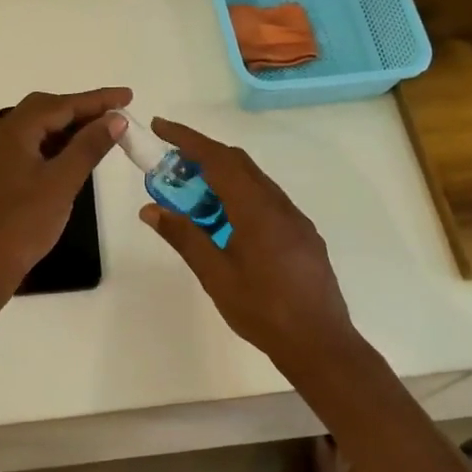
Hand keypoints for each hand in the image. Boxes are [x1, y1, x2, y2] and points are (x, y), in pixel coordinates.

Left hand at [0, 87, 131, 296]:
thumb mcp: (62, 183)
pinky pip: (25, 148)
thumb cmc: (22, 223)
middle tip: (114, 115)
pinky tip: (67, 158)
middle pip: (44, 110)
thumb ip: (89, 146)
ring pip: (33, 130)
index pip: (62, 104)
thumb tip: (114, 117)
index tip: (127, 96)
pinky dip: (50, 146)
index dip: (97, 99)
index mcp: (13, 130)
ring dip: (65, 128)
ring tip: (98, 134)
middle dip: (80, 110)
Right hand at [138, 117, 357, 361]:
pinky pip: (267, 200)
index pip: (218, 159)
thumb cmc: (263, 311)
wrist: (320, 344)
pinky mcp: (303, 235)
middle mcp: (279, 205)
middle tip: (170, 164)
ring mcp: (295, 219)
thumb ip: (184, 237)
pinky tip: (226, 223)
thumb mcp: (215, 275)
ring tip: (192, 196)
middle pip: (238, 163)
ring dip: (222, 176)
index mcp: (256, 210)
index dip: (187, 139)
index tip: (161, 127)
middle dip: (202, 154)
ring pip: (254, 181)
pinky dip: (240, 196)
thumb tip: (151, 209)